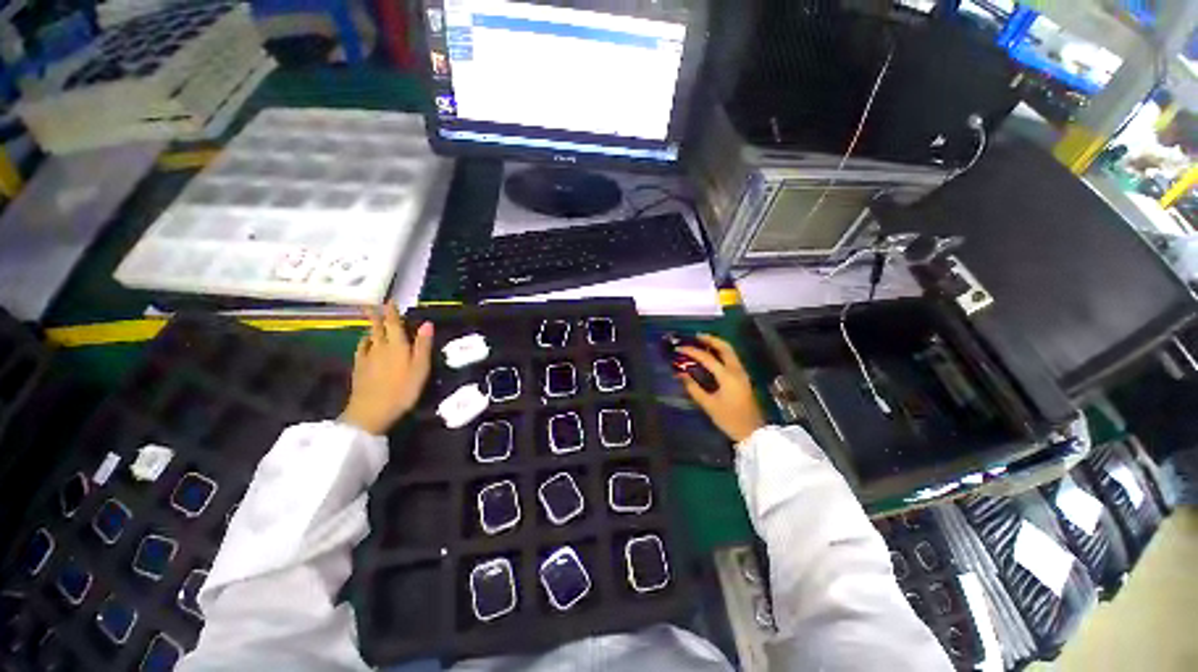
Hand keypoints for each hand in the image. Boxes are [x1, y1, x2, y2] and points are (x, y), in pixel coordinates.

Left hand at [341, 304, 433, 434]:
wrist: (371, 411)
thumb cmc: (403, 389)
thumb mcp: (420, 368)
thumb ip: (423, 345)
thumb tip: (427, 323)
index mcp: (397, 346)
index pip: (394, 324)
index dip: (392, 312)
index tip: (390, 300)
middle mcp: (380, 347)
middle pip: (378, 328)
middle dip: (377, 315)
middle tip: (373, 305)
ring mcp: (367, 358)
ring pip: (369, 337)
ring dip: (371, 327)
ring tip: (372, 322)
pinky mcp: (359, 369)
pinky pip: (361, 349)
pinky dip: (364, 342)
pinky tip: (365, 343)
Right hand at [677, 334, 765, 443]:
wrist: (752, 432)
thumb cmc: (729, 419)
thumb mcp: (708, 405)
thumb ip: (693, 388)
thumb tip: (681, 374)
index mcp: (727, 376)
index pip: (707, 358)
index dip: (692, 351)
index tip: (680, 348)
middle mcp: (737, 370)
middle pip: (725, 348)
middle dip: (710, 340)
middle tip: (695, 336)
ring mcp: (742, 373)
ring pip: (730, 351)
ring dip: (716, 344)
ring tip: (702, 342)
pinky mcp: (743, 378)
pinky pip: (732, 358)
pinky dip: (721, 352)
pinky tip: (712, 355)